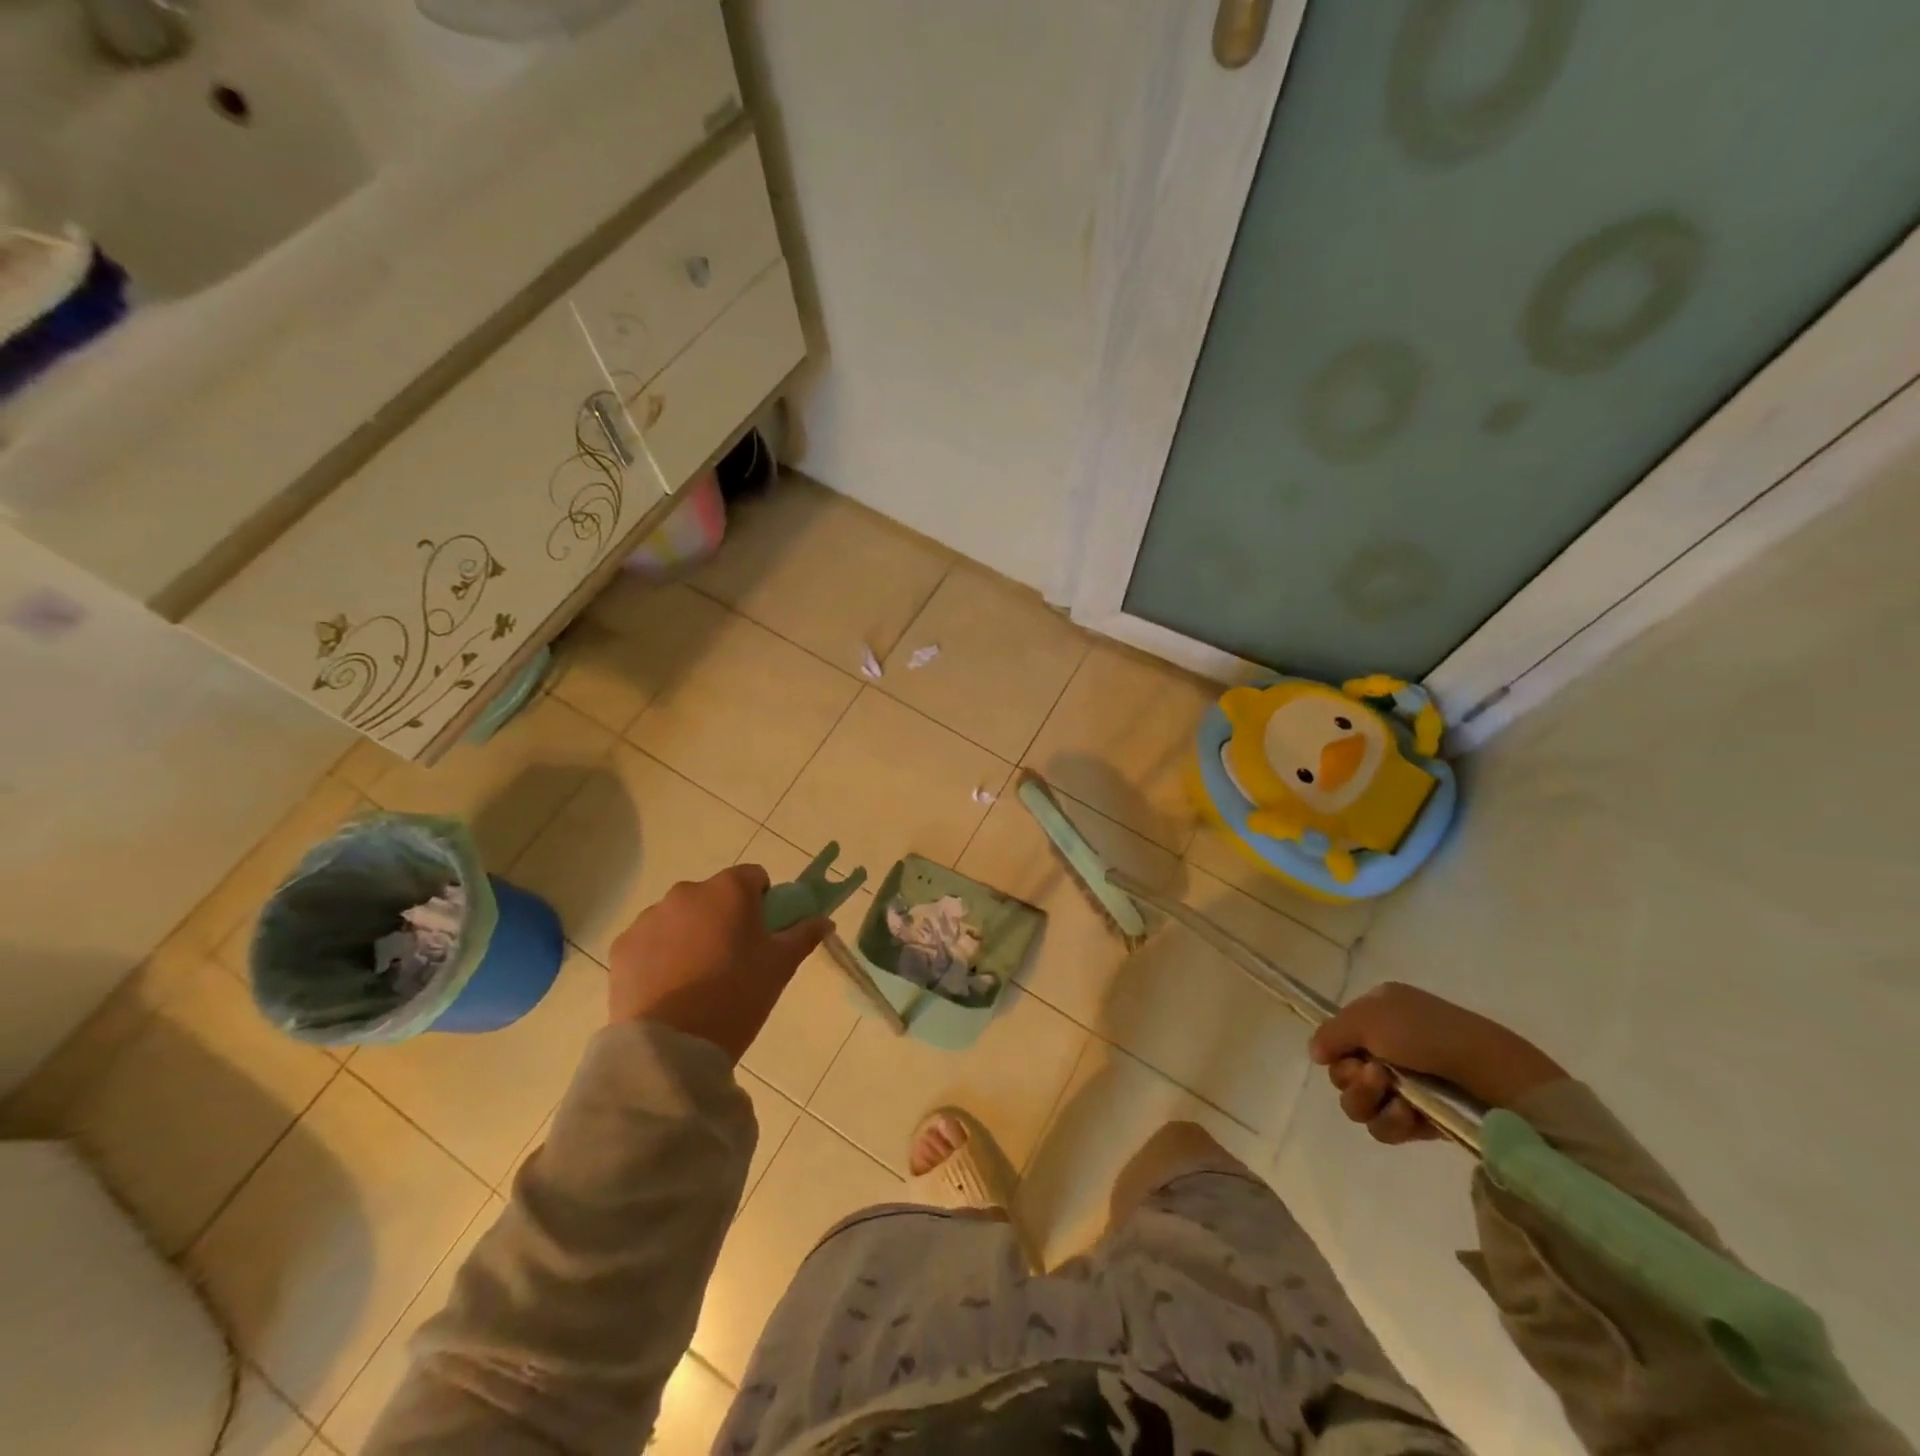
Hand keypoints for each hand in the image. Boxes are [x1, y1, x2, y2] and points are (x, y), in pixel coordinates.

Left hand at [606, 865, 830, 1060]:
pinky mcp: (623, 946)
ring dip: (691, 934)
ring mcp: (650, 918)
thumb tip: (824, 920)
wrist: (672, 1046)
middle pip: (714, 896)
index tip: (762, 933)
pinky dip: (660, 955)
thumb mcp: (781, 966)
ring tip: (697, 979)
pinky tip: (669, 988)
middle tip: (732, 960)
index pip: (754, 877)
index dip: (763, 901)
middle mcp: (687, 892)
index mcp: (729, 890)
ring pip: (680, 917)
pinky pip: (651, 941)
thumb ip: (804, 934)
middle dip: (724, 918)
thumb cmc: (737, 996)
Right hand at [1308, 982, 1567, 1144]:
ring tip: (1395, 1098)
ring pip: (1360, 1104)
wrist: (1490, 1073)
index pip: (1338, 1037)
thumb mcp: (1367, 1018)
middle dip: (1352, 1079)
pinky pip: (1386, 1126)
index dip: (1336, 1050)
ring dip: (1368, 1101)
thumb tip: (1316, 1054)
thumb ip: (1330, 1033)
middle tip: (1375, 1076)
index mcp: (1379, 1013)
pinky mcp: (1423, 1119)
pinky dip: (1392, 1122)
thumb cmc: (1426, 1034)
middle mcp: (1389, 1046)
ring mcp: (1407, 1084)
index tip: (1346, 1055)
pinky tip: (1409, 1114)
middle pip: (1343, 1073)